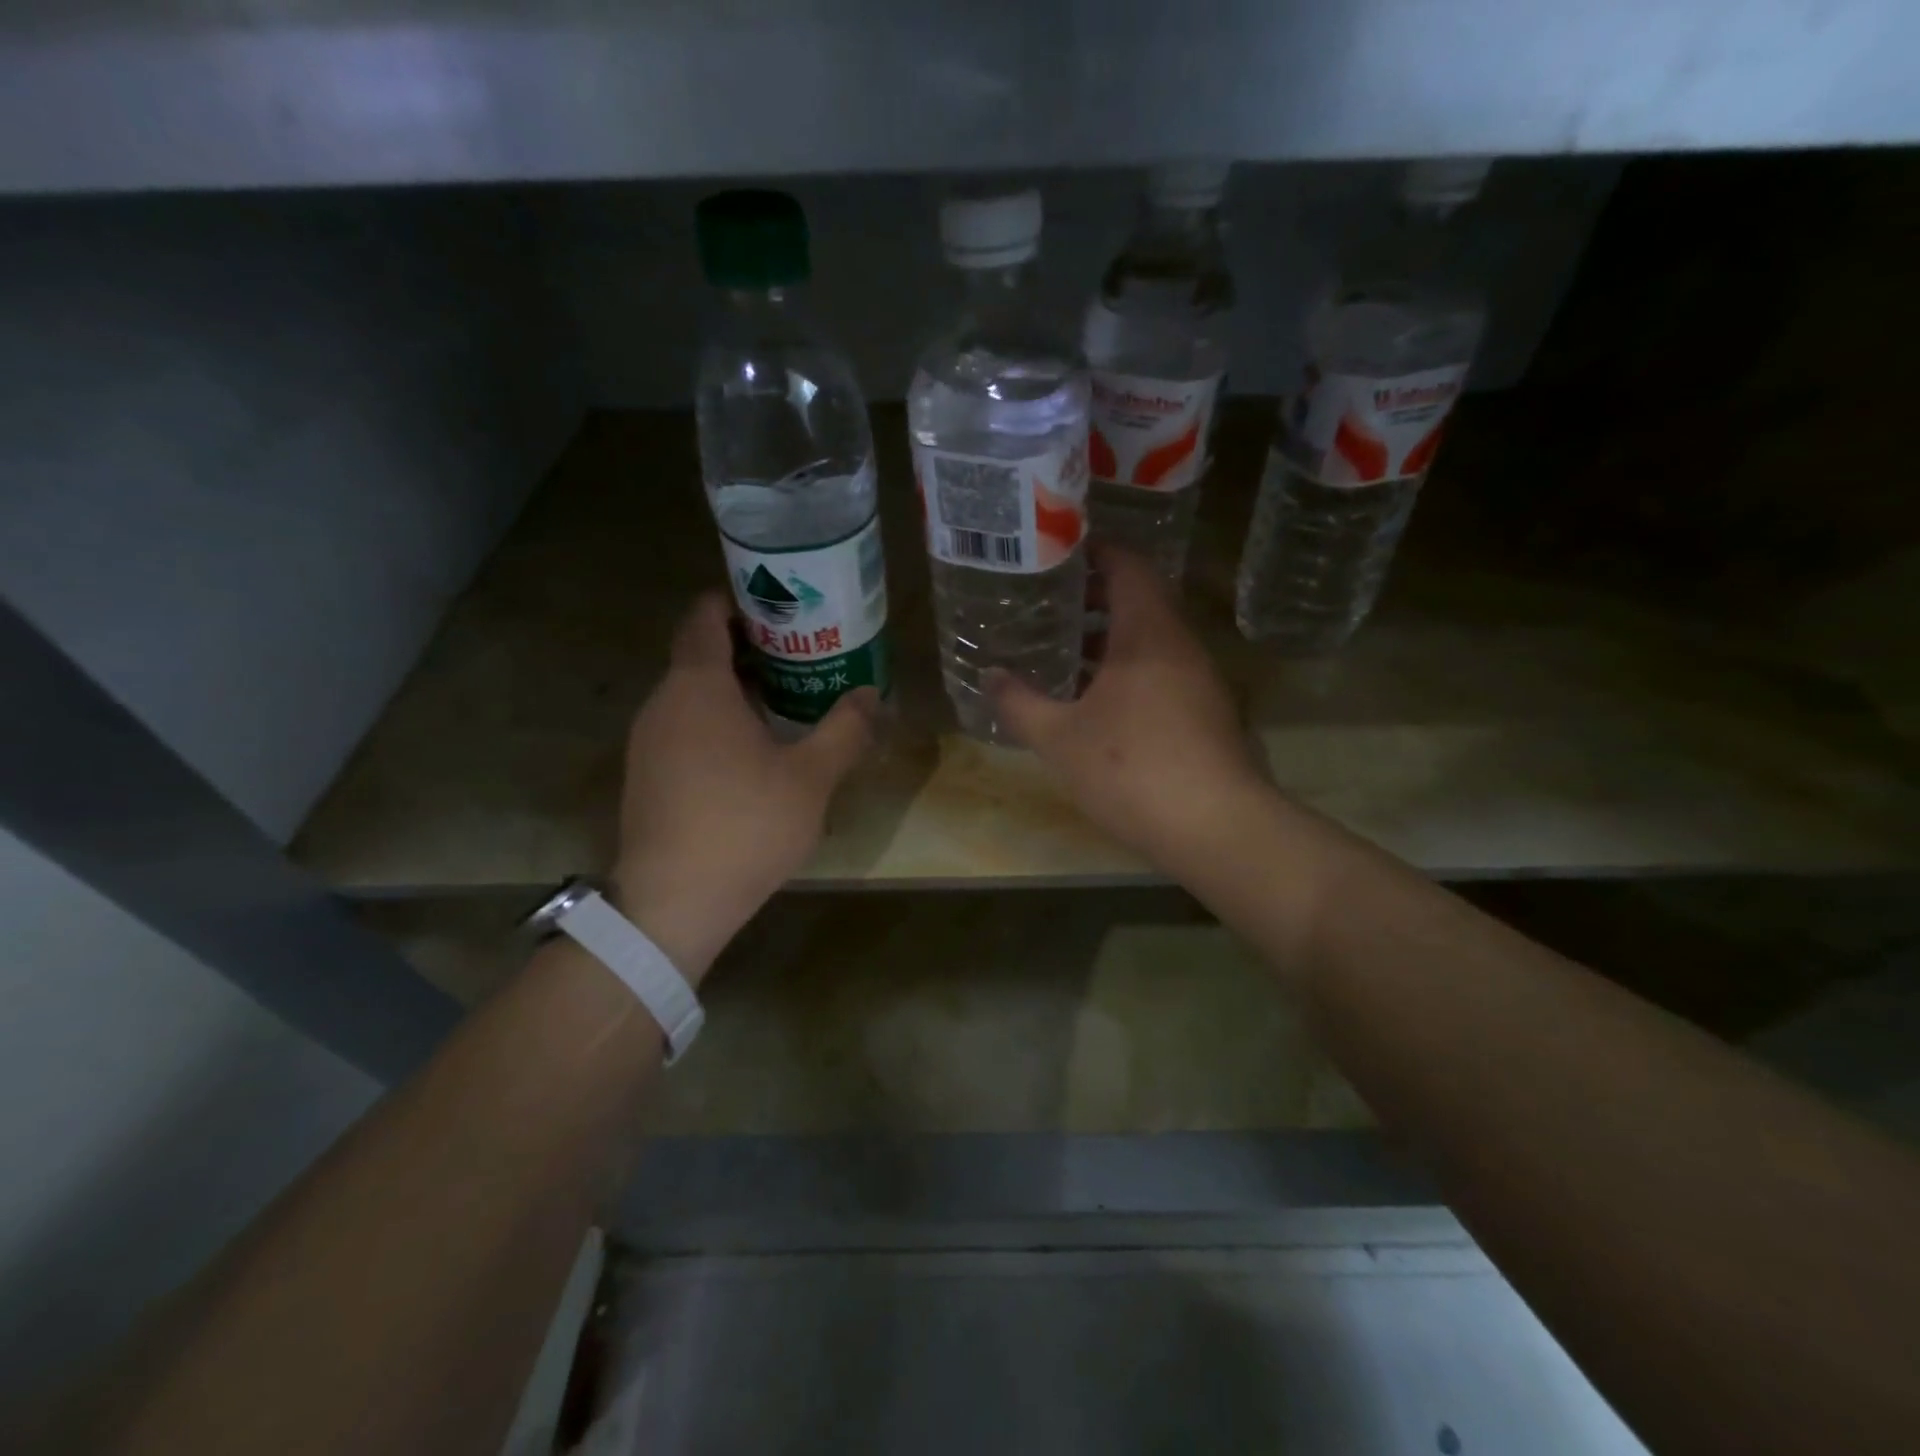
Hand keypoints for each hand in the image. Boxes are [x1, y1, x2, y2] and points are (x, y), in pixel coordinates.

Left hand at [613, 594, 877, 981]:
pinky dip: (716, 721)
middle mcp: (662, 703)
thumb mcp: (811, 777)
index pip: (704, 617)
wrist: (673, 903)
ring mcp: (647, 741)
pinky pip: (682, 727)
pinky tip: (753, 752)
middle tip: (801, 655)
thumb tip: (872, 695)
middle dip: (749, 648)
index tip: (777, 604)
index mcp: (698, 687)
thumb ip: (845, 729)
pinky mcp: (646, 776)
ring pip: (691, 695)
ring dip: (734, 690)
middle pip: (700, 655)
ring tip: (785, 701)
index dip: (736, 601)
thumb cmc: (745, 825)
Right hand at [988, 544, 1264, 867]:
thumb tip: (989, 677)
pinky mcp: (1208, 713)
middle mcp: (1180, 646)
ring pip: (1152, 641)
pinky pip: (1163, 672)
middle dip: (1095, 600)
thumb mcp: (1059, 738)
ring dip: (1111, 641)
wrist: (1214, 828)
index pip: (1128, 566)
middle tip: (1048, 607)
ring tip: (1065, 654)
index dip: (1095, 553)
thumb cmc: (1131, 769)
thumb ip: (1019, 704)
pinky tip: (1098, 703)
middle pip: (1141, 601)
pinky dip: (1129, 671)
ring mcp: (1200, 680)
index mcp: (1148, 633)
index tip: (1058, 555)